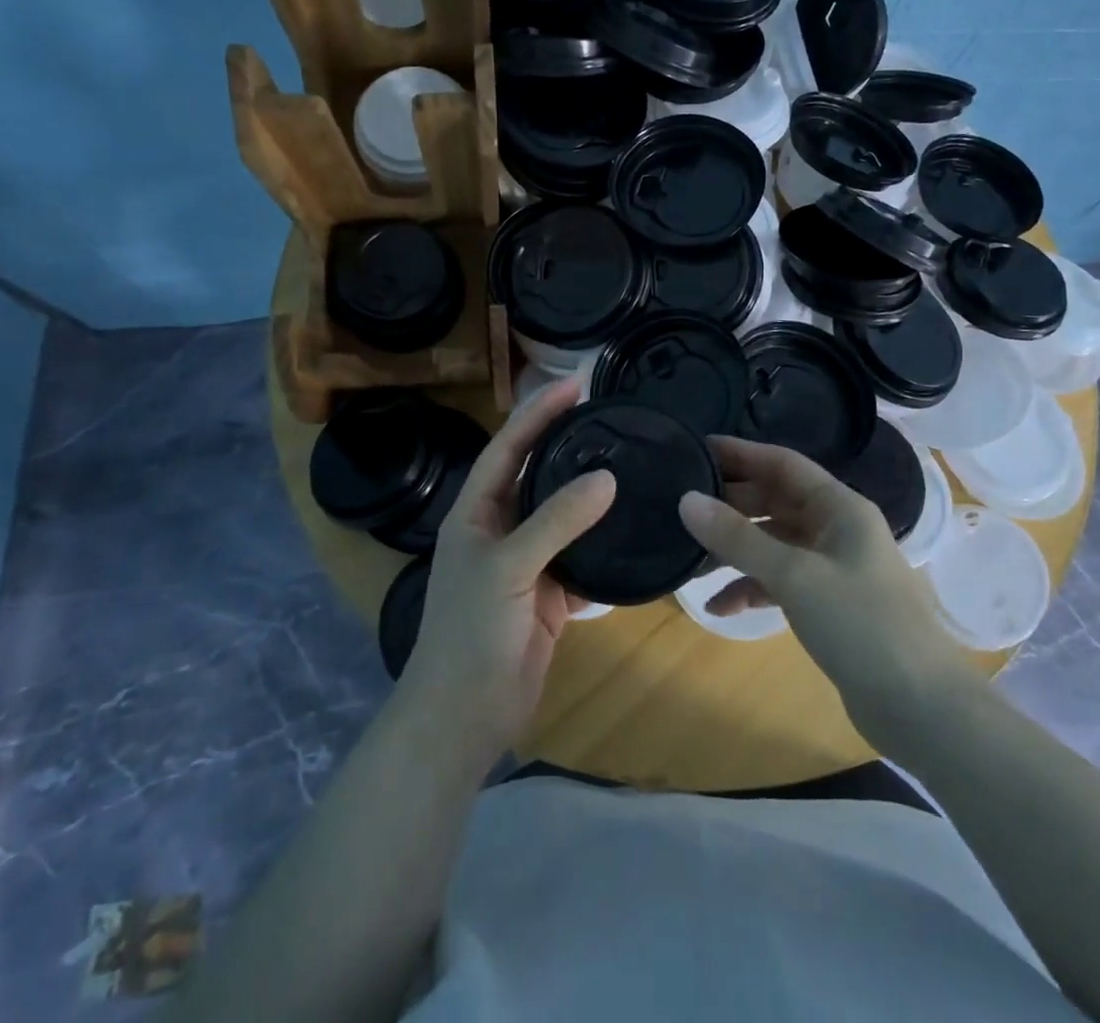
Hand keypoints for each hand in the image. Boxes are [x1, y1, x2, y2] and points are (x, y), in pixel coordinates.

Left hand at [400, 377, 614, 762]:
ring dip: (590, 492)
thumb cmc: (471, 632)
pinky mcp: (551, 593)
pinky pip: (582, 556)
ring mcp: (527, 562)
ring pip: (563, 515)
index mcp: (475, 511)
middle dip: (567, 442)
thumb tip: (606, 478)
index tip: (576, 384)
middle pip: (537, 473)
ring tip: (629, 460)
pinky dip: (604, 542)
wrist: (465, 715)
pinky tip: (634, 526)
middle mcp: (500, 528)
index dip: (538, 412)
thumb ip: (556, 520)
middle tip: (608, 413)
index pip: (508, 446)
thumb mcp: (509, 567)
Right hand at [678, 436, 965, 744]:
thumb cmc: (861, 624)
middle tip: (684, 505)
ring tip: (692, 558)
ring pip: (775, 543)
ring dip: (737, 550)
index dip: (741, 453)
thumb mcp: (794, 575)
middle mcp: (839, 529)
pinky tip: (720, 607)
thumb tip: (686, 499)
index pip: (783, 463)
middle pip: (777, 501)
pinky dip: (752, 588)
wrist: (922, 708)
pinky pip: (782, 582)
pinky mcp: (830, 604)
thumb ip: (738, 538)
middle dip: (732, 504)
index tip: (698, 447)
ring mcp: (835, 568)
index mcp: (840, 508)